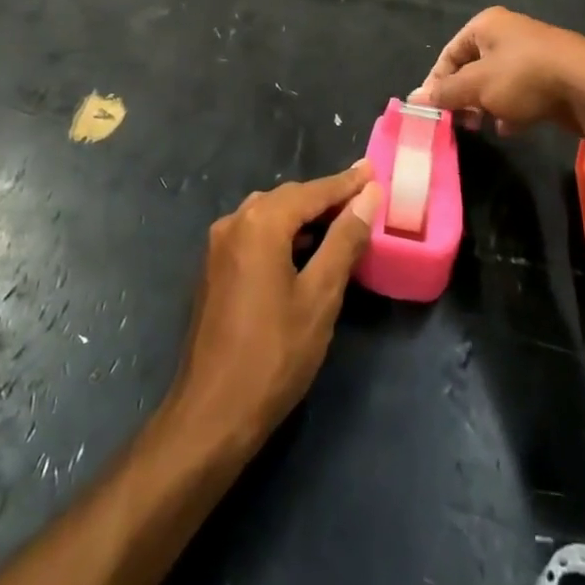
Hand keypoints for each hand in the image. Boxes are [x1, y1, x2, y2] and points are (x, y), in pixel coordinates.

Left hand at [169, 163, 380, 454]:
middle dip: (326, 197)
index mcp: (260, 223)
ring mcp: (219, 246)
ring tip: (342, 221)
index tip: (373, 171)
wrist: (211, 414)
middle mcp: (234, 222)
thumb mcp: (320, 297)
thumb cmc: (274, 354)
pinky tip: (306, 250)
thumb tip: (367, 197)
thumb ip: (344, 241)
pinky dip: (284, 234)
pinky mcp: (214, 269)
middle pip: (288, 198)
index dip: (346, 183)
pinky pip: (255, 235)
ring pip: (270, 215)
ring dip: (305, 216)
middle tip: (364, 197)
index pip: (312, 191)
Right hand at [409, 7, 584, 134]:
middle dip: (463, 97)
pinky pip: (520, 92)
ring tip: (482, 126)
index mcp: (486, 24)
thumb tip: (413, 99)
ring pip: (496, 83)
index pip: (449, 54)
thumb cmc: (524, 77)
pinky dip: (511, 109)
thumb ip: (445, 92)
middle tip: (459, 121)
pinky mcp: (550, 76)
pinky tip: (510, 128)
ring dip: (486, 105)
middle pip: (472, 68)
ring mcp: (531, 54)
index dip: (437, 82)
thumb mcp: (477, 85)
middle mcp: (507, 33)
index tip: (432, 111)